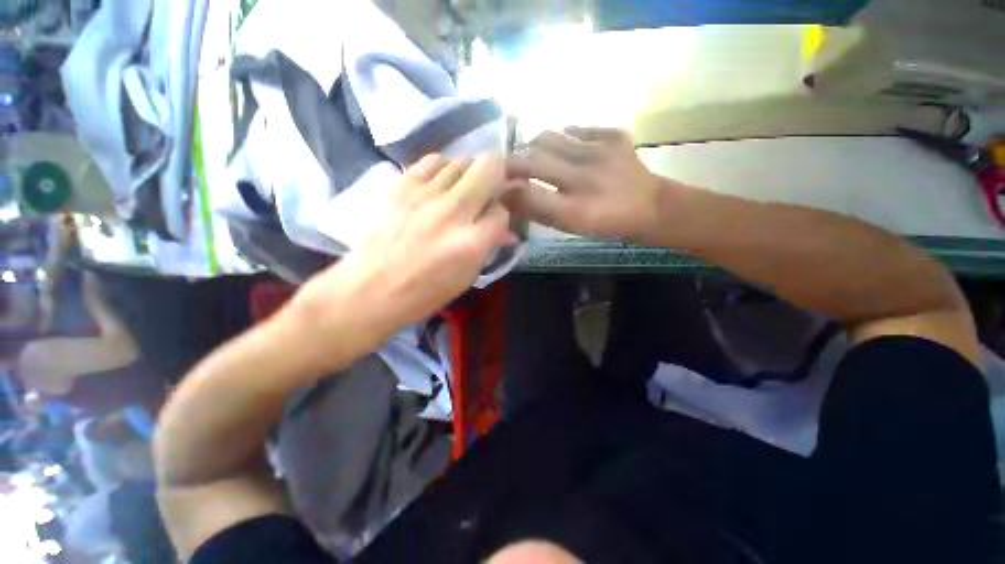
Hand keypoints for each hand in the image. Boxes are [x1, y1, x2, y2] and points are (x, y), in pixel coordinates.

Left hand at [289, 155, 511, 361]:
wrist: (370, 289)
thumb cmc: (423, 293)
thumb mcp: (467, 278)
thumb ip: (489, 248)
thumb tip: (506, 230)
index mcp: (471, 243)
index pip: (502, 212)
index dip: (504, 215)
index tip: (498, 219)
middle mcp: (452, 212)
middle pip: (489, 169)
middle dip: (500, 175)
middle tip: (496, 187)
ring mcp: (425, 195)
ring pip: (462, 161)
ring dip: (473, 173)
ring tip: (469, 188)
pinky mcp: (402, 186)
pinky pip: (434, 161)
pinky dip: (446, 168)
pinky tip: (444, 182)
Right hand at [506, 127, 669, 242]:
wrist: (650, 207)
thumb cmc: (605, 223)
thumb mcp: (568, 225)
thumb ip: (537, 210)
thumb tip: (506, 194)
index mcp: (572, 207)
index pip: (525, 189)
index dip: (505, 182)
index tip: (496, 182)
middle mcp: (583, 176)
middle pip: (532, 158)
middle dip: (515, 162)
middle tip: (512, 168)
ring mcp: (600, 151)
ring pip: (550, 137)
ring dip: (536, 146)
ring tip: (537, 156)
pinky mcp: (614, 136)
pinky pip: (576, 129)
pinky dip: (565, 137)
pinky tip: (568, 149)